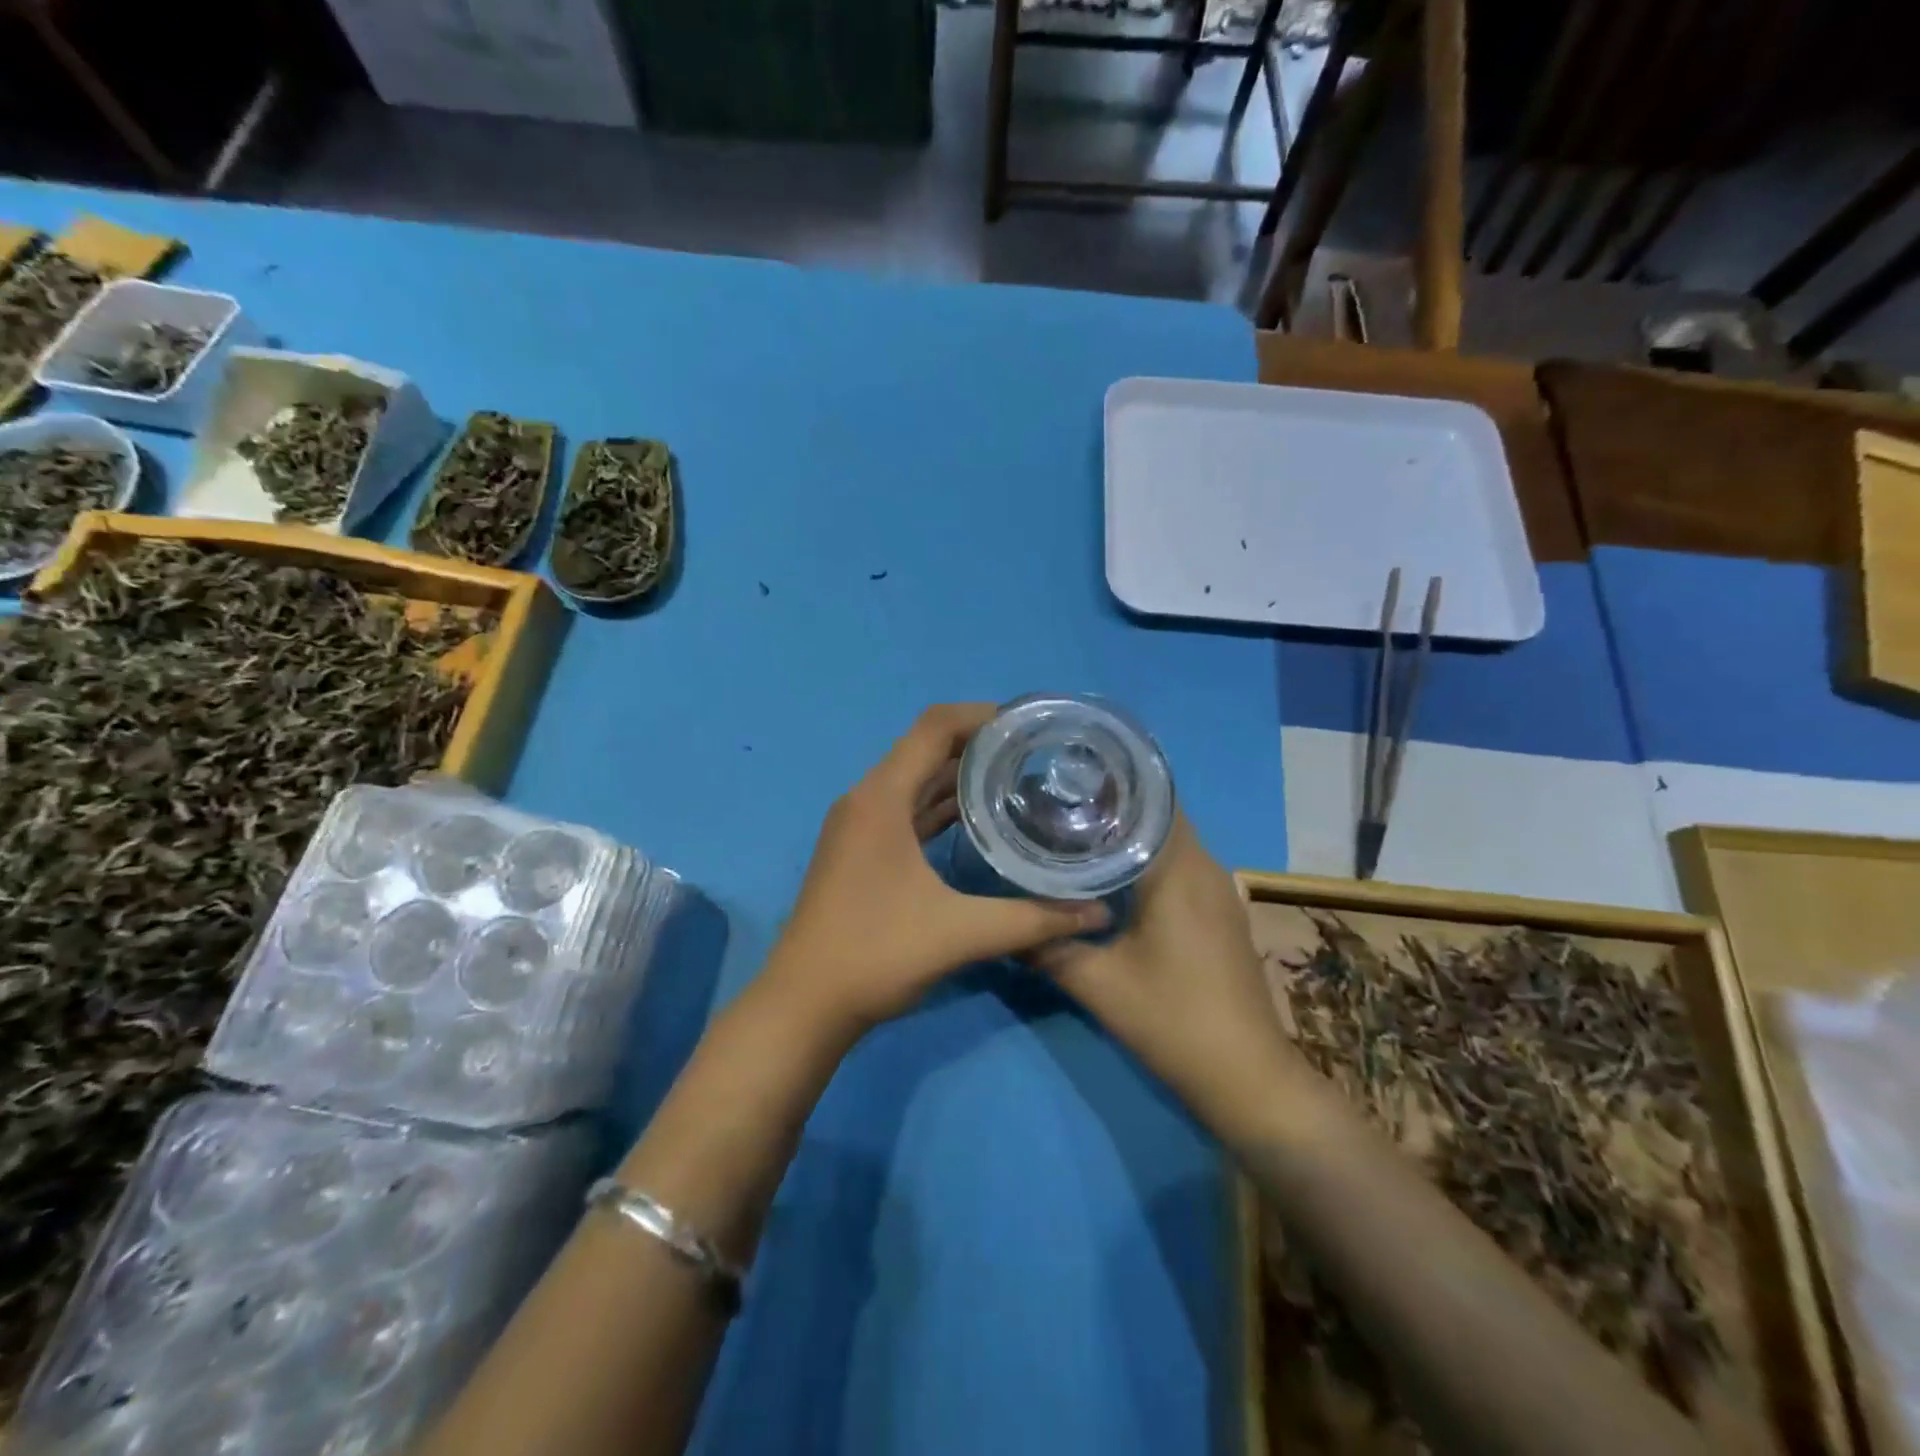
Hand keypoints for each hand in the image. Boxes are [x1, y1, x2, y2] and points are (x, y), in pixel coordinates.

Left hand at [764, 703, 1108, 1033]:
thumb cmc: (876, 955)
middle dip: (979, 745)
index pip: (934, 727)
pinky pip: (906, 810)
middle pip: (925, 749)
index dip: (982, 715)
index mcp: (881, 798)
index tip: (1029, 726)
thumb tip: (1098, 914)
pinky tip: (979, 820)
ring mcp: (859, 826)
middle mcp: (866, 799)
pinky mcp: (860, 851)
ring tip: (1017, 779)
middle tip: (1035, 754)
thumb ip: (1033, 920)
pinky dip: (940, 806)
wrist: (804, 1004)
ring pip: (915, 781)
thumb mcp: (961, 934)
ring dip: (960, 776)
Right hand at [1031, 814, 1293, 1128]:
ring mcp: (1219, 890)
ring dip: (1130, 836)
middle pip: (1158, 816)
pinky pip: (1180, 867)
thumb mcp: (1097, 984)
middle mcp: (1205, 867)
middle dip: (1112, 807)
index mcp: (1178, 869)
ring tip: (1077, 834)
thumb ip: (1047, 947)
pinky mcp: (1221, 913)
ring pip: (1170, 842)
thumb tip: (1005, 925)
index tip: (1067, 779)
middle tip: (1059, 807)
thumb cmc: (1172, 1019)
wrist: (1246, 1077)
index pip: (1150, 798)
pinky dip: (1147, 861)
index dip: (1110, 783)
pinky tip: (1113, 879)